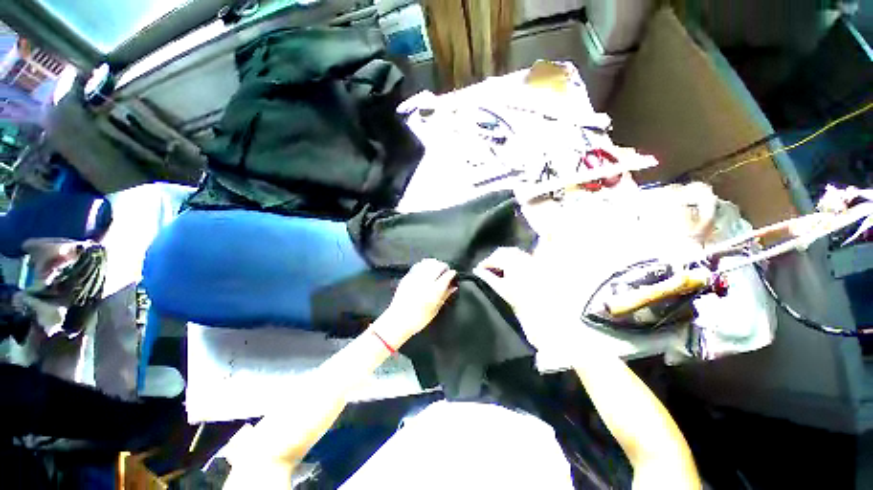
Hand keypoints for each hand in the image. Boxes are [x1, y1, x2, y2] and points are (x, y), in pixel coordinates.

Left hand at [375, 259, 456, 347]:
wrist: (398, 320)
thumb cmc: (419, 319)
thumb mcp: (435, 309)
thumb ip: (445, 295)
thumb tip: (453, 286)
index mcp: (434, 291)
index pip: (446, 276)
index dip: (451, 273)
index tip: (453, 274)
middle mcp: (425, 281)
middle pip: (438, 266)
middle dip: (444, 266)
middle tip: (445, 271)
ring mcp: (415, 277)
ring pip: (428, 263)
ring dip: (435, 264)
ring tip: (436, 268)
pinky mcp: (407, 277)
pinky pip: (418, 265)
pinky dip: (424, 264)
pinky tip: (426, 268)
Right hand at [474, 248, 576, 353]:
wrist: (551, 316)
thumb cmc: (524, 305)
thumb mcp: (504, 291)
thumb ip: (489, 279)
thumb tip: (477, 271)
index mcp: (514, 264)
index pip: (496, 257)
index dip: (485, 262)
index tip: (478, 270)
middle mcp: (524, 259)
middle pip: (504, 252)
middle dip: (493, 258)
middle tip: (486, 269)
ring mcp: (532, 262)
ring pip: (514, 253)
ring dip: (503, 258)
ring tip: (498, 269)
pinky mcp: (538, 267)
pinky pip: (522, 258)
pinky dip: (513, 260)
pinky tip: (511, 270)